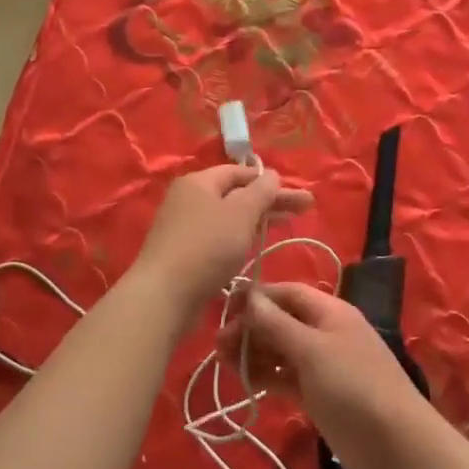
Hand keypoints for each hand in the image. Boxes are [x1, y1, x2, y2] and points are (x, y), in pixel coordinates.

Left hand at [133, 165, 311, 310]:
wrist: (164, 296)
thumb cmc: (206, 247)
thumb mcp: (240, 213)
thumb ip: (261, 191)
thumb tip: (272, 175)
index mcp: (199, 182)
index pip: (240, 172)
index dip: (270, 181)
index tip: (297, 194)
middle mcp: (188, 199)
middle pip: (236, 194)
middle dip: (270, 201)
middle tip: (304, 209)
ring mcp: (183, 227)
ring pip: (228, 217)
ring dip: (257, 220)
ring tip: (284, 227)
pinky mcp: (183, 253)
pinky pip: (218, 238)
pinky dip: (239, 238)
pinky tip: (253, 248)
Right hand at [239, 282, 439, 468]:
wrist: (396, 445)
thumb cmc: (354, 386)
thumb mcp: (312, 350)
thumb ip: (277, 324)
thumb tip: (248, 296)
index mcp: (329, 311)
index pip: (286, 293)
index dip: (255, 297)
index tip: (222, 309)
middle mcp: (325, 332)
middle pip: (281, 321)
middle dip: (250, 327)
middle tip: (217, 344)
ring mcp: (323, 365)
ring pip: (281, 350)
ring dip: (253, 352)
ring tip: (222, 361)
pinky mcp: (319, 395)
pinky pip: (286, 377)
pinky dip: (266, 375)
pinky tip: (245, 379)